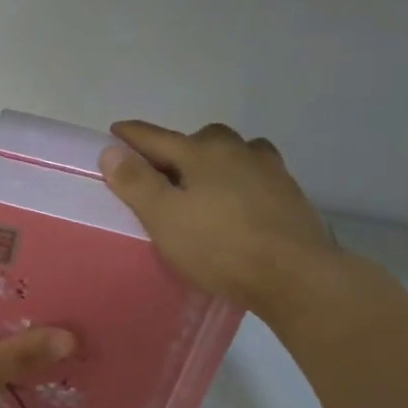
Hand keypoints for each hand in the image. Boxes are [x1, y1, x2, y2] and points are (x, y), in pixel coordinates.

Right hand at [99, 120, 339, 317]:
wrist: (295, 274)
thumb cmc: (221, 247)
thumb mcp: (165, 218)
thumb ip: (136, 183)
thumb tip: (111, 151)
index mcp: (200, 153)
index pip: (155, 137)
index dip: (131, 136)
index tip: (115, 133)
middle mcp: (236, 150)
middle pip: (199, 139)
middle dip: (178, 149)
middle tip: (162, 173)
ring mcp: (268, 169)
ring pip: (234, 152)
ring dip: (215, 161)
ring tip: (204, 185)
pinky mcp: (289, 192)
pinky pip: (256, 174)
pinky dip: (241, 179)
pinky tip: (239, 201)